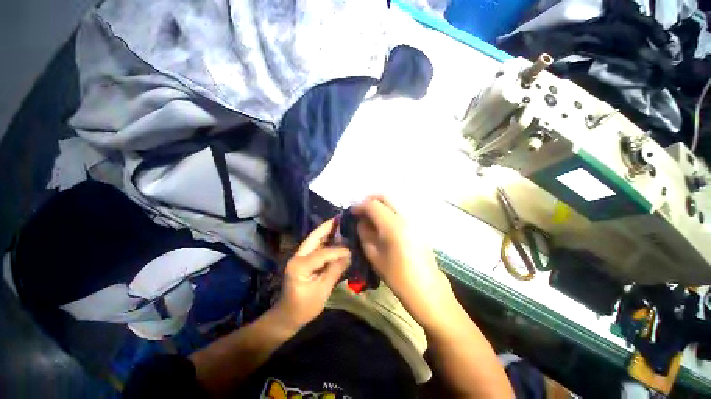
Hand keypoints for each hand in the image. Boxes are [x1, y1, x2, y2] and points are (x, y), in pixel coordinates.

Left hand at [275, 219, 350, 328]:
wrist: (286, 316)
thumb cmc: (303, 307)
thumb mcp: (322, 291)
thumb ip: (335, 271)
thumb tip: (349, 255)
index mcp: (300, 265)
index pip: (323, 253)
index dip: (338, 250)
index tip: (351, 248)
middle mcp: (298, 256)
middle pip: (314, 237)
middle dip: (328, 227)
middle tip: (341, 218)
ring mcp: (299, 257)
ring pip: (314, 240)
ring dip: (327, 232)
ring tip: (340, 225)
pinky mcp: (303, 260)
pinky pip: (315, 247)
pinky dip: (325, 241)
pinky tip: (335, 238)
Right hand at [353, 196, 453, 328]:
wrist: (427, 289)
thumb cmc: (397, 277)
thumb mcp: (374, 256)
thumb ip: (364, 233)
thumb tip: (360, 221)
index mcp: (393, 226)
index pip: (373, 205)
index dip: (360, 206)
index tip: (352, 213)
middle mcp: (405, 217)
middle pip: (385, 197)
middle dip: (370, 201)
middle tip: (361, 212)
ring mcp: (413, 220)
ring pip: (393, 202)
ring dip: (379, 206)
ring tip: (370, 219)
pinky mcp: (417, 225)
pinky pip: (399, 210)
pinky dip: (388, 212)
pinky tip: (382, 225)